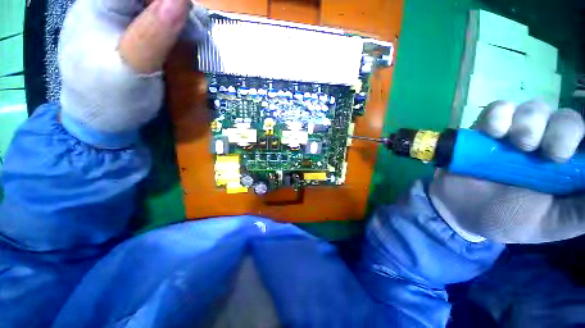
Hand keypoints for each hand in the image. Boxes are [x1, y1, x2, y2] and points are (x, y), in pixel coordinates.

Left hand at [58, 0, 209, 135]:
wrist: (102, 123)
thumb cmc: (112, 99)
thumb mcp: (133, 66)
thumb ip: (154, 32)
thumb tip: (181, 0)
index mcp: (98, 6)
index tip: (188, 12)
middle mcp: (107, 6)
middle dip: (176, 7)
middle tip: (197, 31)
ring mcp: (119, 21)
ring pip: (156, 6)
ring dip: (181, 17)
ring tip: (196, 37)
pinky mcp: (131, 36)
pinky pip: (157, 21)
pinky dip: (177, 27)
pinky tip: (188, 39)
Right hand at [430, 100, 584, 243]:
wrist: (460, 209)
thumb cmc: (508, 219)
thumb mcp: (552, 224)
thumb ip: (582, 211)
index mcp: (567, 166)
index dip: (584, 138)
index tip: (572, 156)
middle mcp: (546, 143)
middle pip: (567, 118)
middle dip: (563, 132)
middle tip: (550, 156)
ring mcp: (515, 133)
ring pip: (534, 108)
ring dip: (530, 123)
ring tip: (517, 145)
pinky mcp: (486, 129)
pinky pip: (498, 108)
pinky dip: (499, 115)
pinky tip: (493, 132)